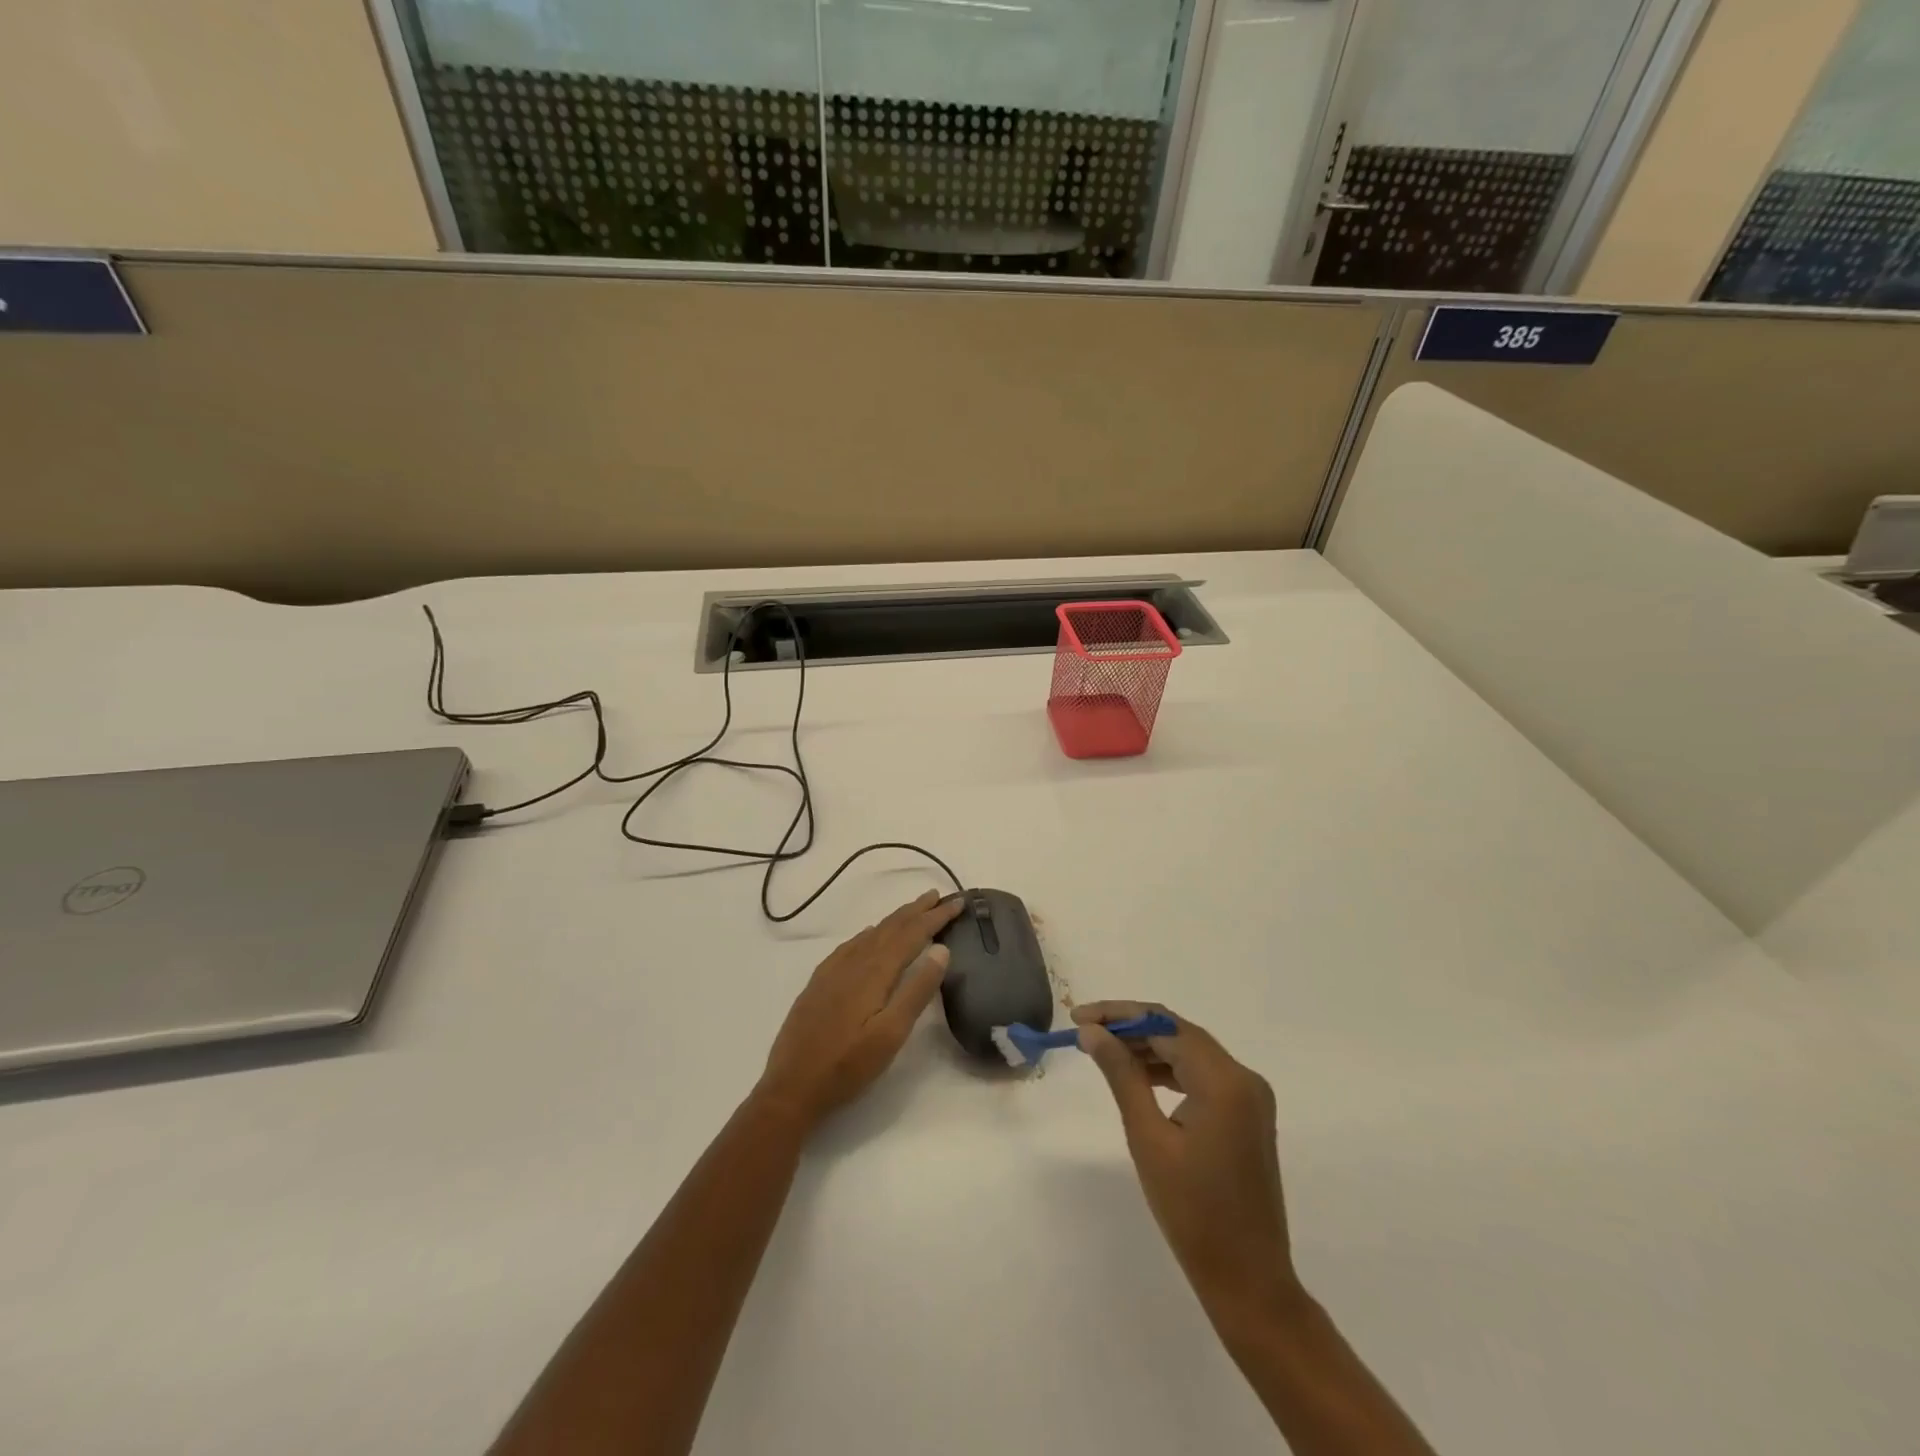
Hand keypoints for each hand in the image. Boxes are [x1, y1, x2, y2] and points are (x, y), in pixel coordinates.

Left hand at [757, 890, 963, 1133]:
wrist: (791, 1088)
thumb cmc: (848, 1066)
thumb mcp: (891, 1034)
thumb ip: (917, 990)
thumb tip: (941, 949)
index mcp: (874, 972)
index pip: (911, 935)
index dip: (935, 917)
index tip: (958, 902)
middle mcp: (853, 963)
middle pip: (890, 928)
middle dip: (916, 911)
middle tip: (938, 896)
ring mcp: (832, 972)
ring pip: (870, 935)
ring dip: (894, 920)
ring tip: (912, 910)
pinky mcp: (819, 983)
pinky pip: (850, 946)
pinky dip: (868, 934)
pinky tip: (869, 935)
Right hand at [1075, 1001, 1301, 1323]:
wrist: (1248, 1280)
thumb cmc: (1192, 1213)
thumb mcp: (1148, 1138)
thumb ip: (1122, 1076)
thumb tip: (1092, 1032)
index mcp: (1224, 1081)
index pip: (1164, 1025)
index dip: (1118, 1015)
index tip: (1078, 1017)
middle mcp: (1244, 1077)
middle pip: (1179, 1033)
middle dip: (1131, 1027)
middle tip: (1086, 1031)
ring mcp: (1251, 1096)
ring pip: (1191, 1052)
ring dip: (1148, 1047)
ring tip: (1104, 1052)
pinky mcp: (1248, 1114)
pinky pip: (1203, 1075)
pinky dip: (1170, 1070)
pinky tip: (1139, 1076)